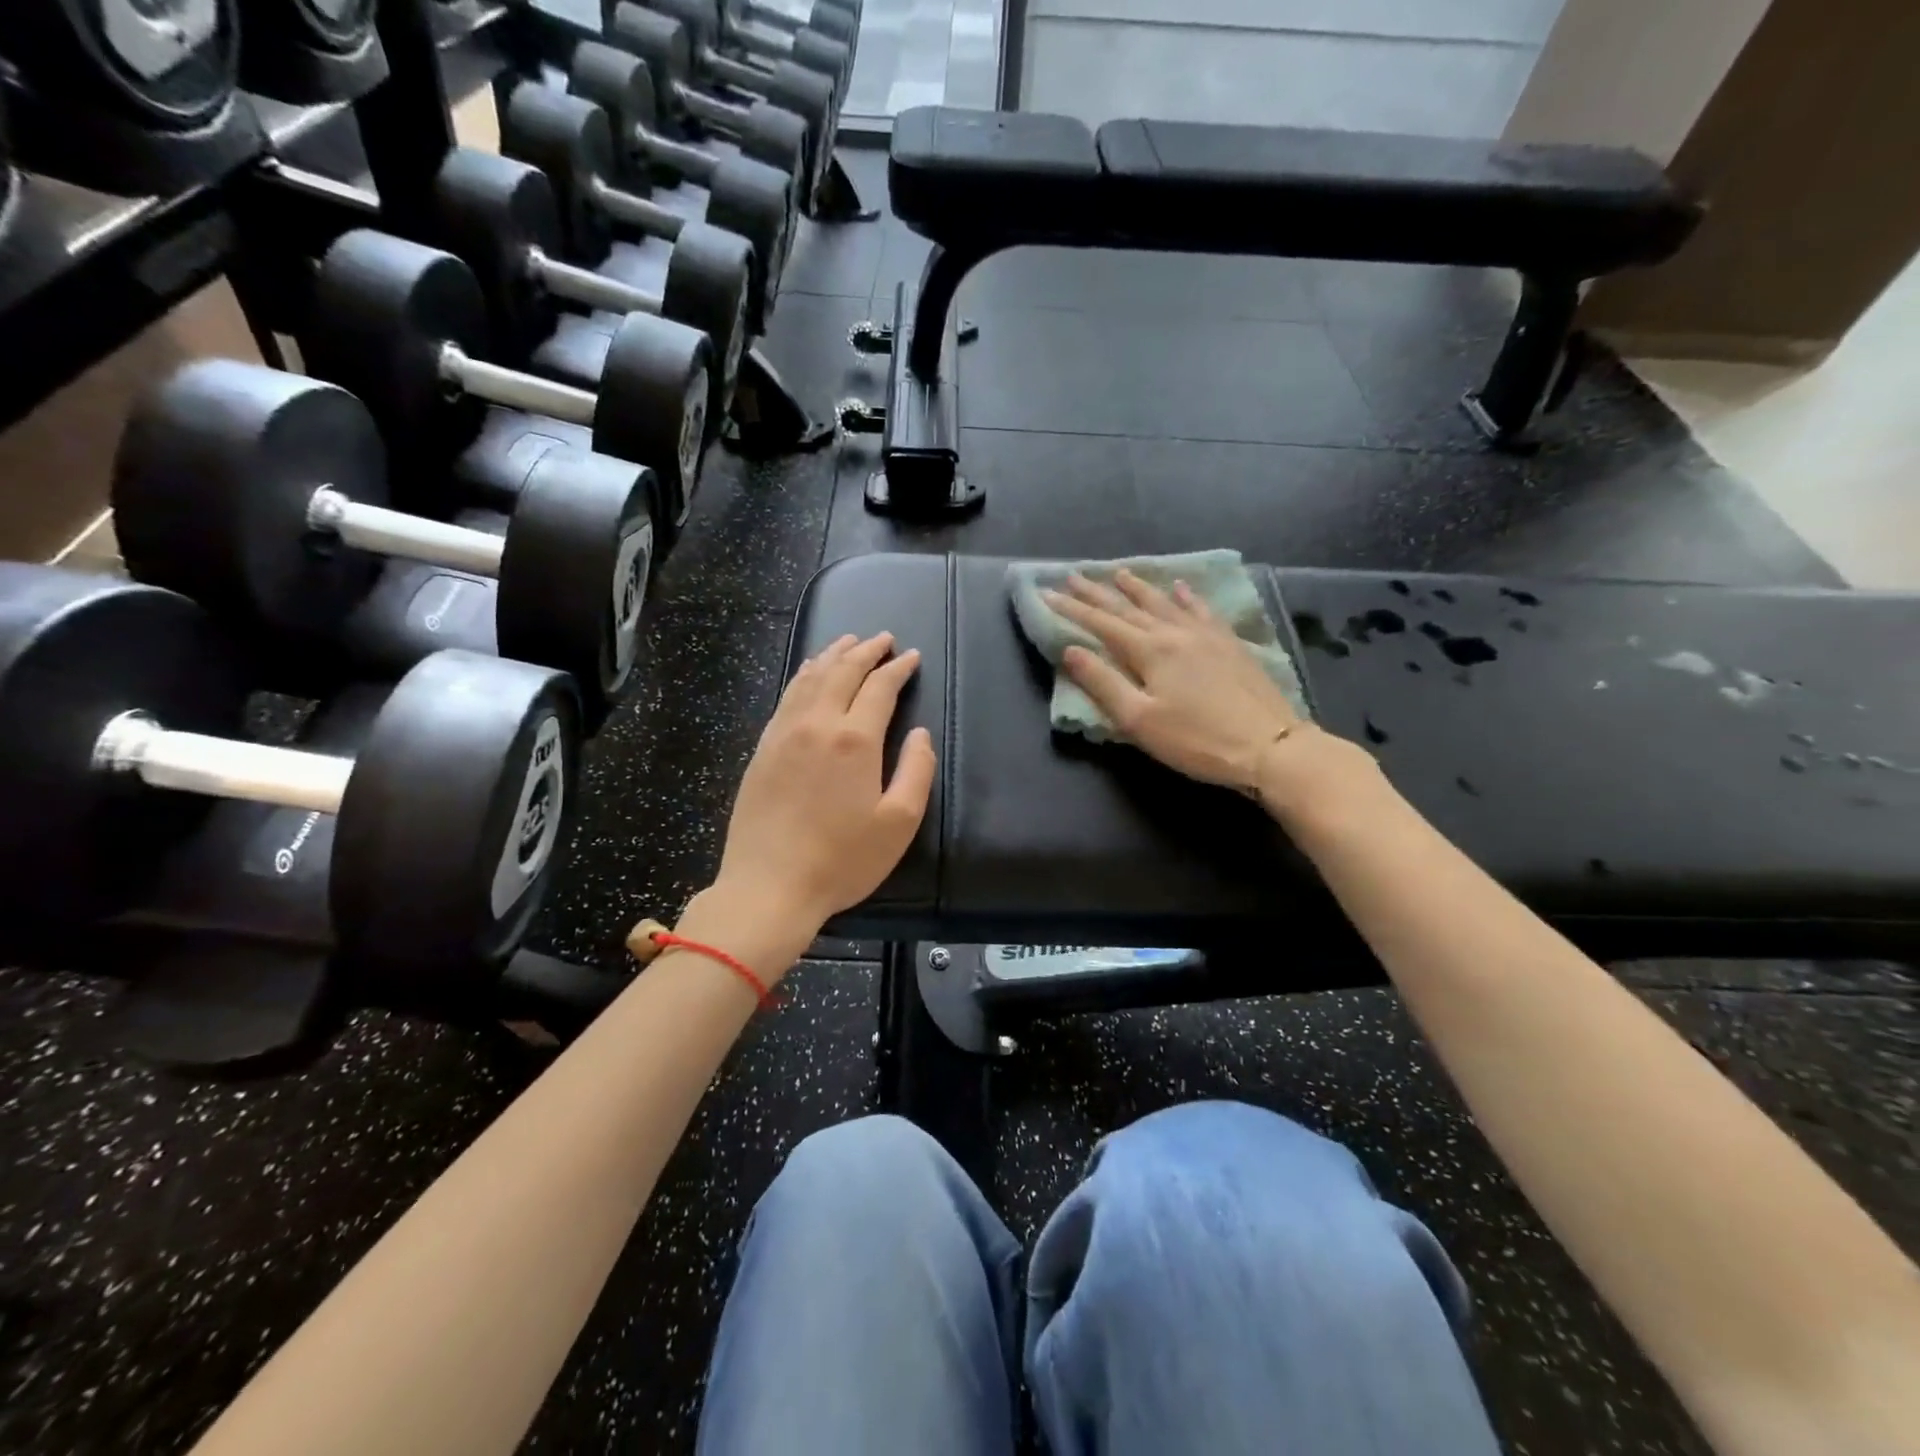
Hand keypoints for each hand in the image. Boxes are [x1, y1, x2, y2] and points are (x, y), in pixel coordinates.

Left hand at [713, 633, 935, 933]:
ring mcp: (783, 733)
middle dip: (865, 650)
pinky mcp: (762, 748)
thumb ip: (916, 771)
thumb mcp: (898, 823)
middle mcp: (817, 724)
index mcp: (854, 740)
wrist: (769, 886)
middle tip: (882, 638)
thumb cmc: (842, 860)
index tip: (911, 656)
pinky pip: (786, 697)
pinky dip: (803, 675)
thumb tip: (920, 733)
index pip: (879, 687)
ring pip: (810, 678)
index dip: (897, 668)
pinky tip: (808, 673)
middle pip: (842, 671)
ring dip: (832, 655)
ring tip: (847, 642)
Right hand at [1047, 570, 1367, 814]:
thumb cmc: (1196, 740)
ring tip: (1119, 572)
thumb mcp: (1139, 720)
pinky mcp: (1229, 643)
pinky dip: (1185, 596)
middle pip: (1128, 607)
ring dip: (1138, 587)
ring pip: (1164, 601)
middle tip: (1074, 575)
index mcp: (1149, 650)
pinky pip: (1201, 609)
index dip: (1072, 608)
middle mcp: (1175, 632)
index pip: (1101, 623)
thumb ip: (1103, 683)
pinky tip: (1180, 587)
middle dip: (1097, 592)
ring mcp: (1205, 634)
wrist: (1270, 745)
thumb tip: (1070, 650)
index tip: (1046, 592)